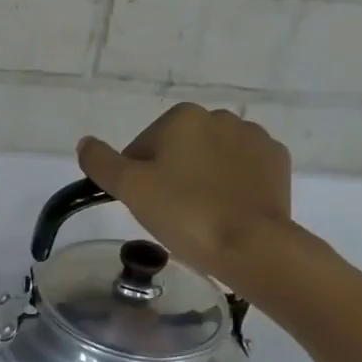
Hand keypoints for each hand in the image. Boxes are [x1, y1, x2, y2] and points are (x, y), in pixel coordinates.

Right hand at [76, 104, 298, 295]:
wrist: (251, 244)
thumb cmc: (184, 214)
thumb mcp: (130, 189)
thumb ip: (101, 163)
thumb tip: (85, 143)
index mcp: (182, 118)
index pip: (141, 148)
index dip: (136, 179)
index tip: (143, 206)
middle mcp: (220, 117)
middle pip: (177, 150)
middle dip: (170, 176)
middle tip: (168, 214)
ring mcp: (254, 138)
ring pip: (210, 159)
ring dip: (200, 180)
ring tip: (200, 216)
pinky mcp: (276, 162)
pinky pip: (241, 170)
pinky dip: (230, 186)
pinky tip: (226, 211)